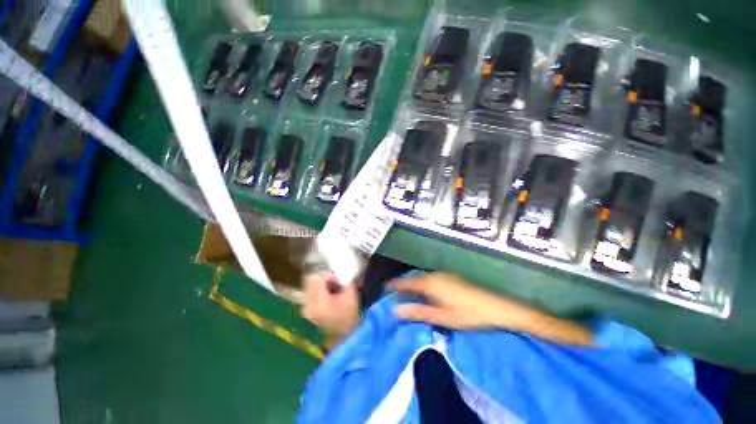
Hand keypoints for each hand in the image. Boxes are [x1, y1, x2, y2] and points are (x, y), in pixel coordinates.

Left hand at [301, 273, 359, 348]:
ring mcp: (304, 308)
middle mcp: (307, 305)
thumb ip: (344, 279)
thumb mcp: (350, 294)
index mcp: (319, 302)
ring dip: (319, 282)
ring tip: (331, 287)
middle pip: (309, 280)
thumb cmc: (349, 315)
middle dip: (322, 277)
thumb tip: (339, 271)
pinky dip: (317, 289)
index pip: (316, 278)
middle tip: (334, 281)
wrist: (343, 336)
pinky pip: (309, 291)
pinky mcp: (306, 310)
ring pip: (308, 285)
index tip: (337, 279)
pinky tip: (327, 294)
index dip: (327, 275)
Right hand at [394, 273, 592, 344]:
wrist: (495, 306)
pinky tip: (425, 292)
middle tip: (393, 292)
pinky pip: (430, 278)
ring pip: (423, 278)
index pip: (407, 283)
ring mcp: (444, 275)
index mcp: (431, 283)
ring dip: (413, 284)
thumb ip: (418, 312)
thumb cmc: (467, 313)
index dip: (395, 285)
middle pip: (414, 278)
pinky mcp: (451, 277)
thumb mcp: (441, 316)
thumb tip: (395, 310)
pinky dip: (423, 284)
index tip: (384, 287)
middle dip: (403, 285)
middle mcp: (435, 275)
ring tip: (406, 293)